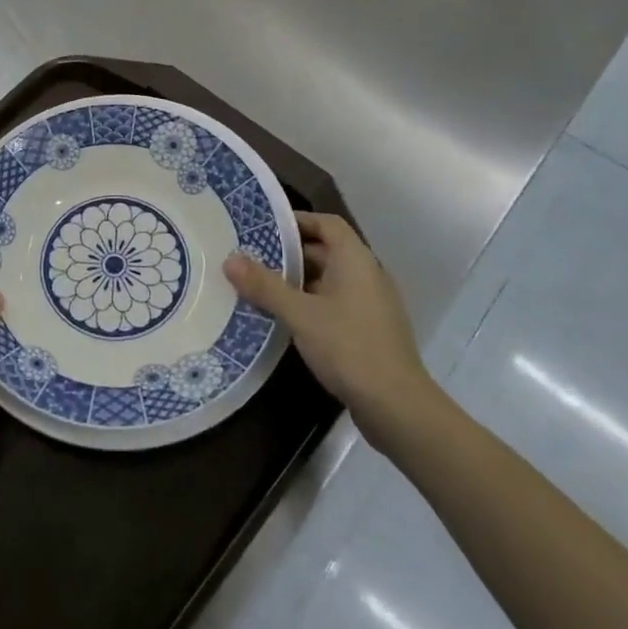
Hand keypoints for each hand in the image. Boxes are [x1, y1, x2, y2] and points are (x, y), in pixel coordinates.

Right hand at [225, 213, 439, 448]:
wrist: (397, 407)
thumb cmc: (349, 347)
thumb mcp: (300, 314)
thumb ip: (265, 286)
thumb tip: (230, 259)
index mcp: (356, 260)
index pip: (327, 224)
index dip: (297, 221)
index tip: (264, 227)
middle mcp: (368, 275)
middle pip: (326, 252)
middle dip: (289, 254)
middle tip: (251, 258)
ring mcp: (372, 305)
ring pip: (329, 281)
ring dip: (298, 282)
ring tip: (260, 288)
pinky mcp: (370, 331)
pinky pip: (335, 304)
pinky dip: (311, 304)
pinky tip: (286, 320)